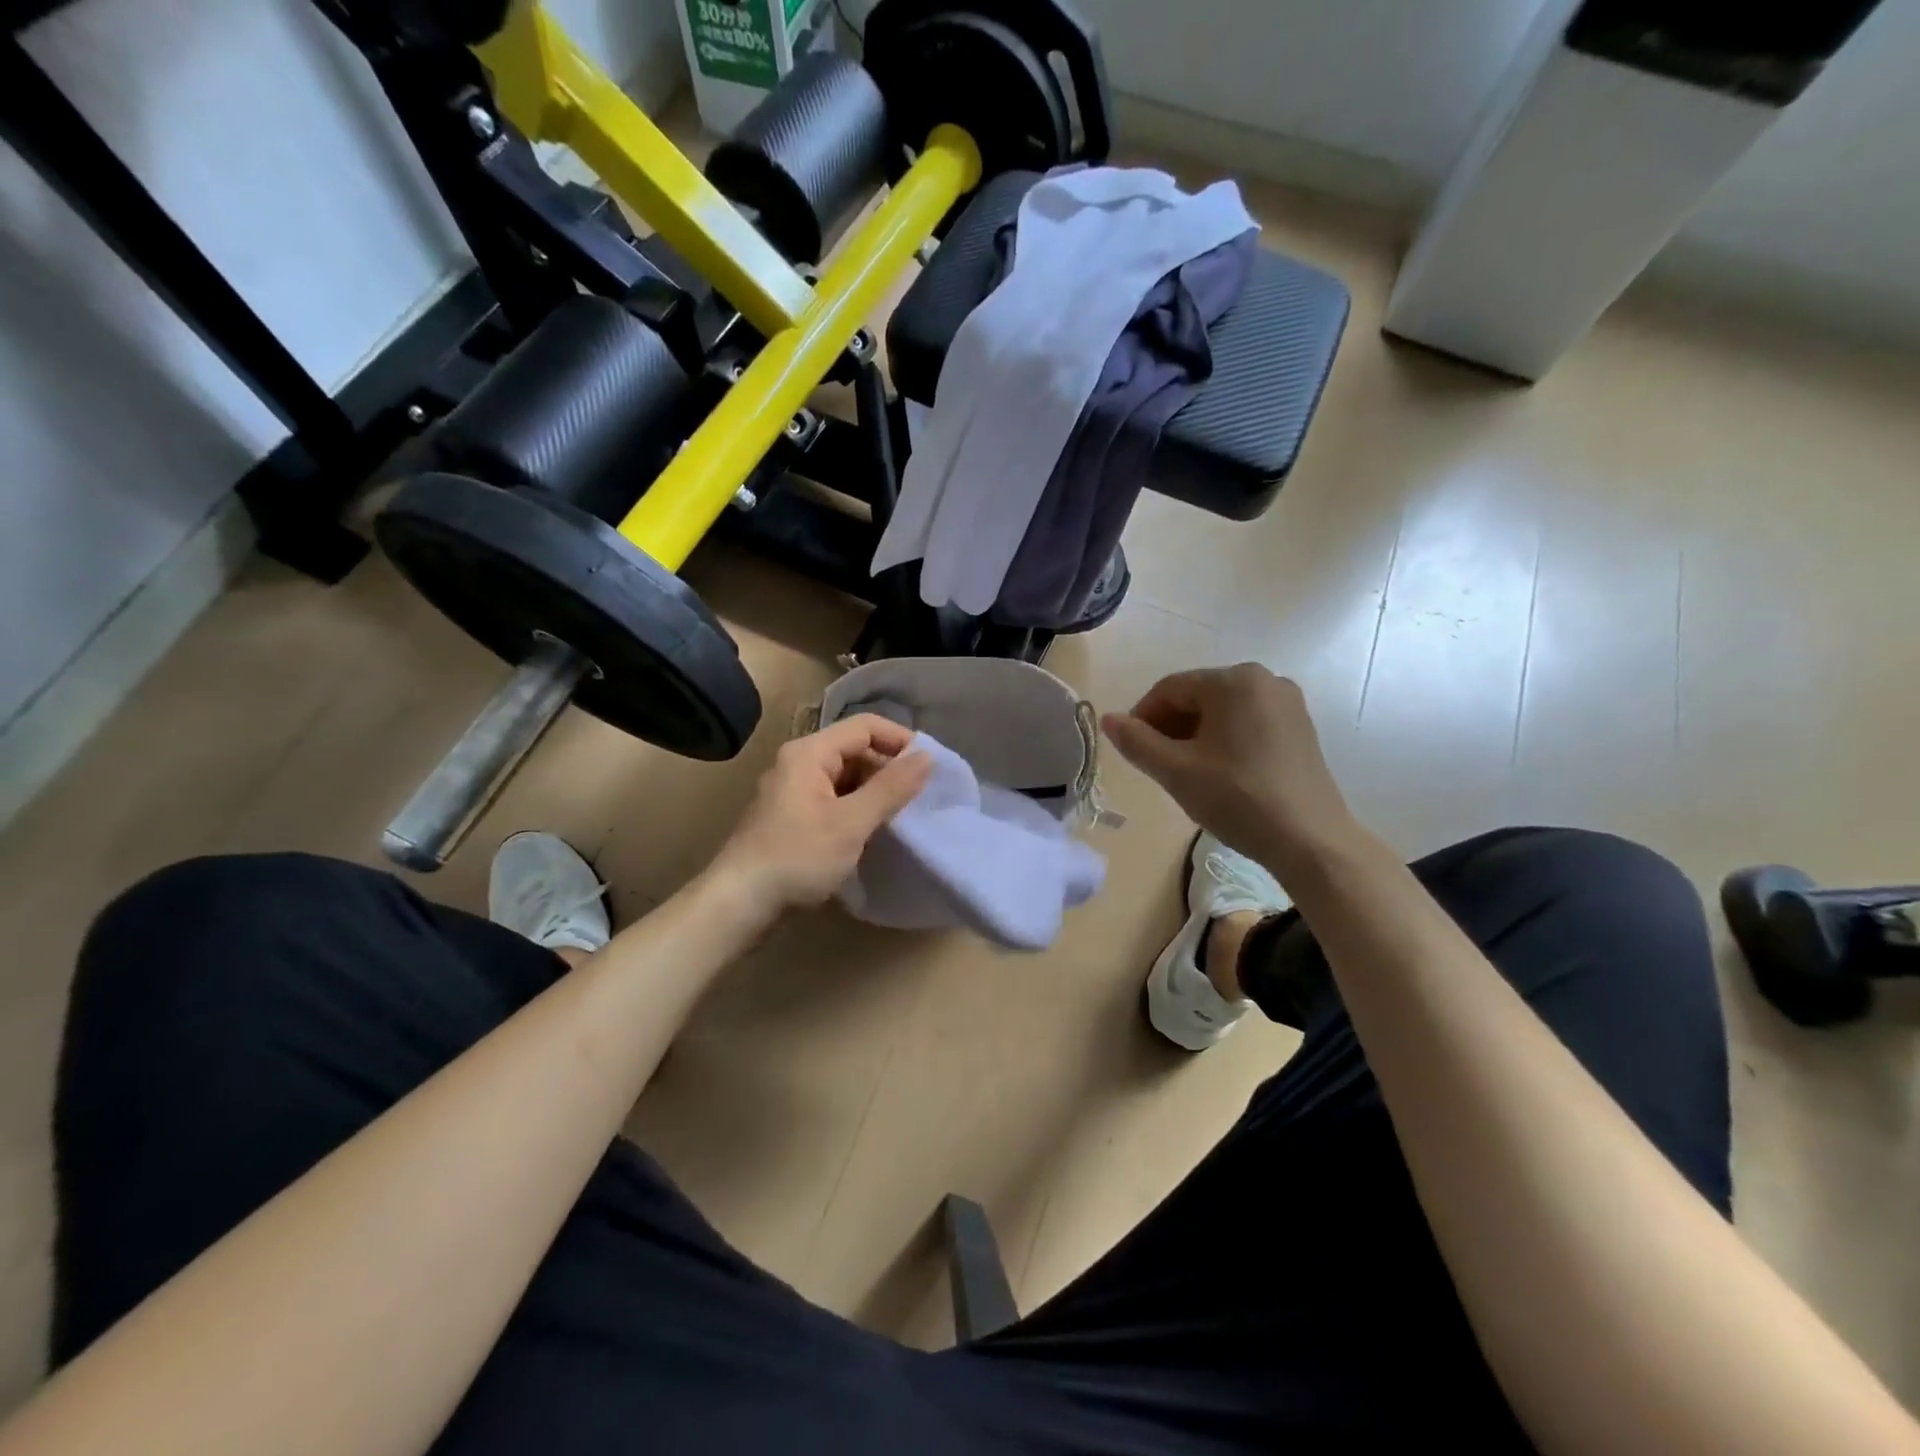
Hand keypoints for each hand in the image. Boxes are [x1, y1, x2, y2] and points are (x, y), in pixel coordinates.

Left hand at [710, 715, 932, 916]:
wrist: (739, 904)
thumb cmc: (797, 857)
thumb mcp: (851, 823)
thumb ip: (891, 788)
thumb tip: (927, 757)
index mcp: (809, 753)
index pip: (865, 727)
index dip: (900, 740)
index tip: (929, 768)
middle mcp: (799, 762)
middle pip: (855, 749)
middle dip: (888, 769)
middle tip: (918, 798)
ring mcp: (793, 790)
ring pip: (846, 777)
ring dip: (874, 792)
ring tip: (901, 816)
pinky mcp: (792, 816)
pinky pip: (834, 798)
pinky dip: (857, 808)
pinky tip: (872, 832)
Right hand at [1101, 665, 1357, 871]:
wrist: (1310, 840)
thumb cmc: (1238, 798)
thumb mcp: (1176, 771)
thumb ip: (1136, 742)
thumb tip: (1108, 720)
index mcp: (1234, 680)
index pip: (1170, 688)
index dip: (1142, 716)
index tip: (1130, 749)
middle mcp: (1265, 679)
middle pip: (1198, 696)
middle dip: (1169, 726)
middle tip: (1155, 764)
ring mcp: (1288, 703)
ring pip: (1222, 711)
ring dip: (1194, 735)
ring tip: (1184, 771)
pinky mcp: (1300, 728)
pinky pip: (1247, 722)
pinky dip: (1223, 740)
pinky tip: (1217, 772)